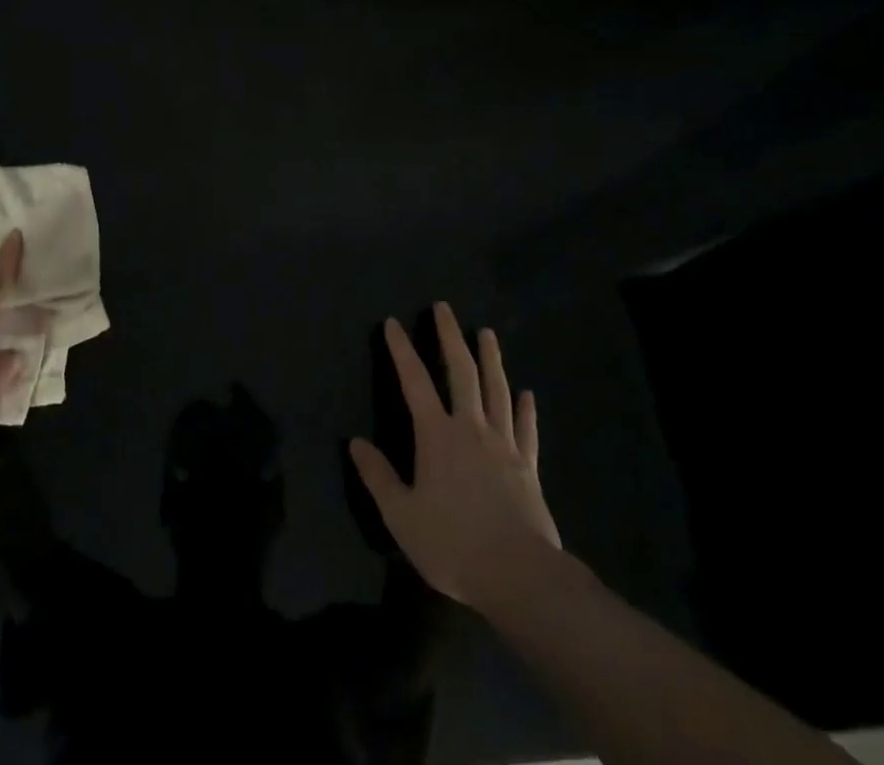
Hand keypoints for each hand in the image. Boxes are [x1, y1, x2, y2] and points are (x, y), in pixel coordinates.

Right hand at [350, 302, 564, 615]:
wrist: (519, 575)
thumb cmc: (453, 543)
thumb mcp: (402, 516)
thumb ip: (378, 477)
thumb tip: (356, 443)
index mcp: (437, 435)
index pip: (414, 381)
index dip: (402, 350)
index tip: (393, 322)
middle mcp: (471, 428)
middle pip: (462, 372)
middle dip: (450, 337)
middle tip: (444, 308)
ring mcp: (504, 445)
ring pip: (497, 390)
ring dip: (491, 359)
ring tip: (487, 333)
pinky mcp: (528, 467)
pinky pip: (526, 430)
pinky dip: (526, 410)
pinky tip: (527, 394)